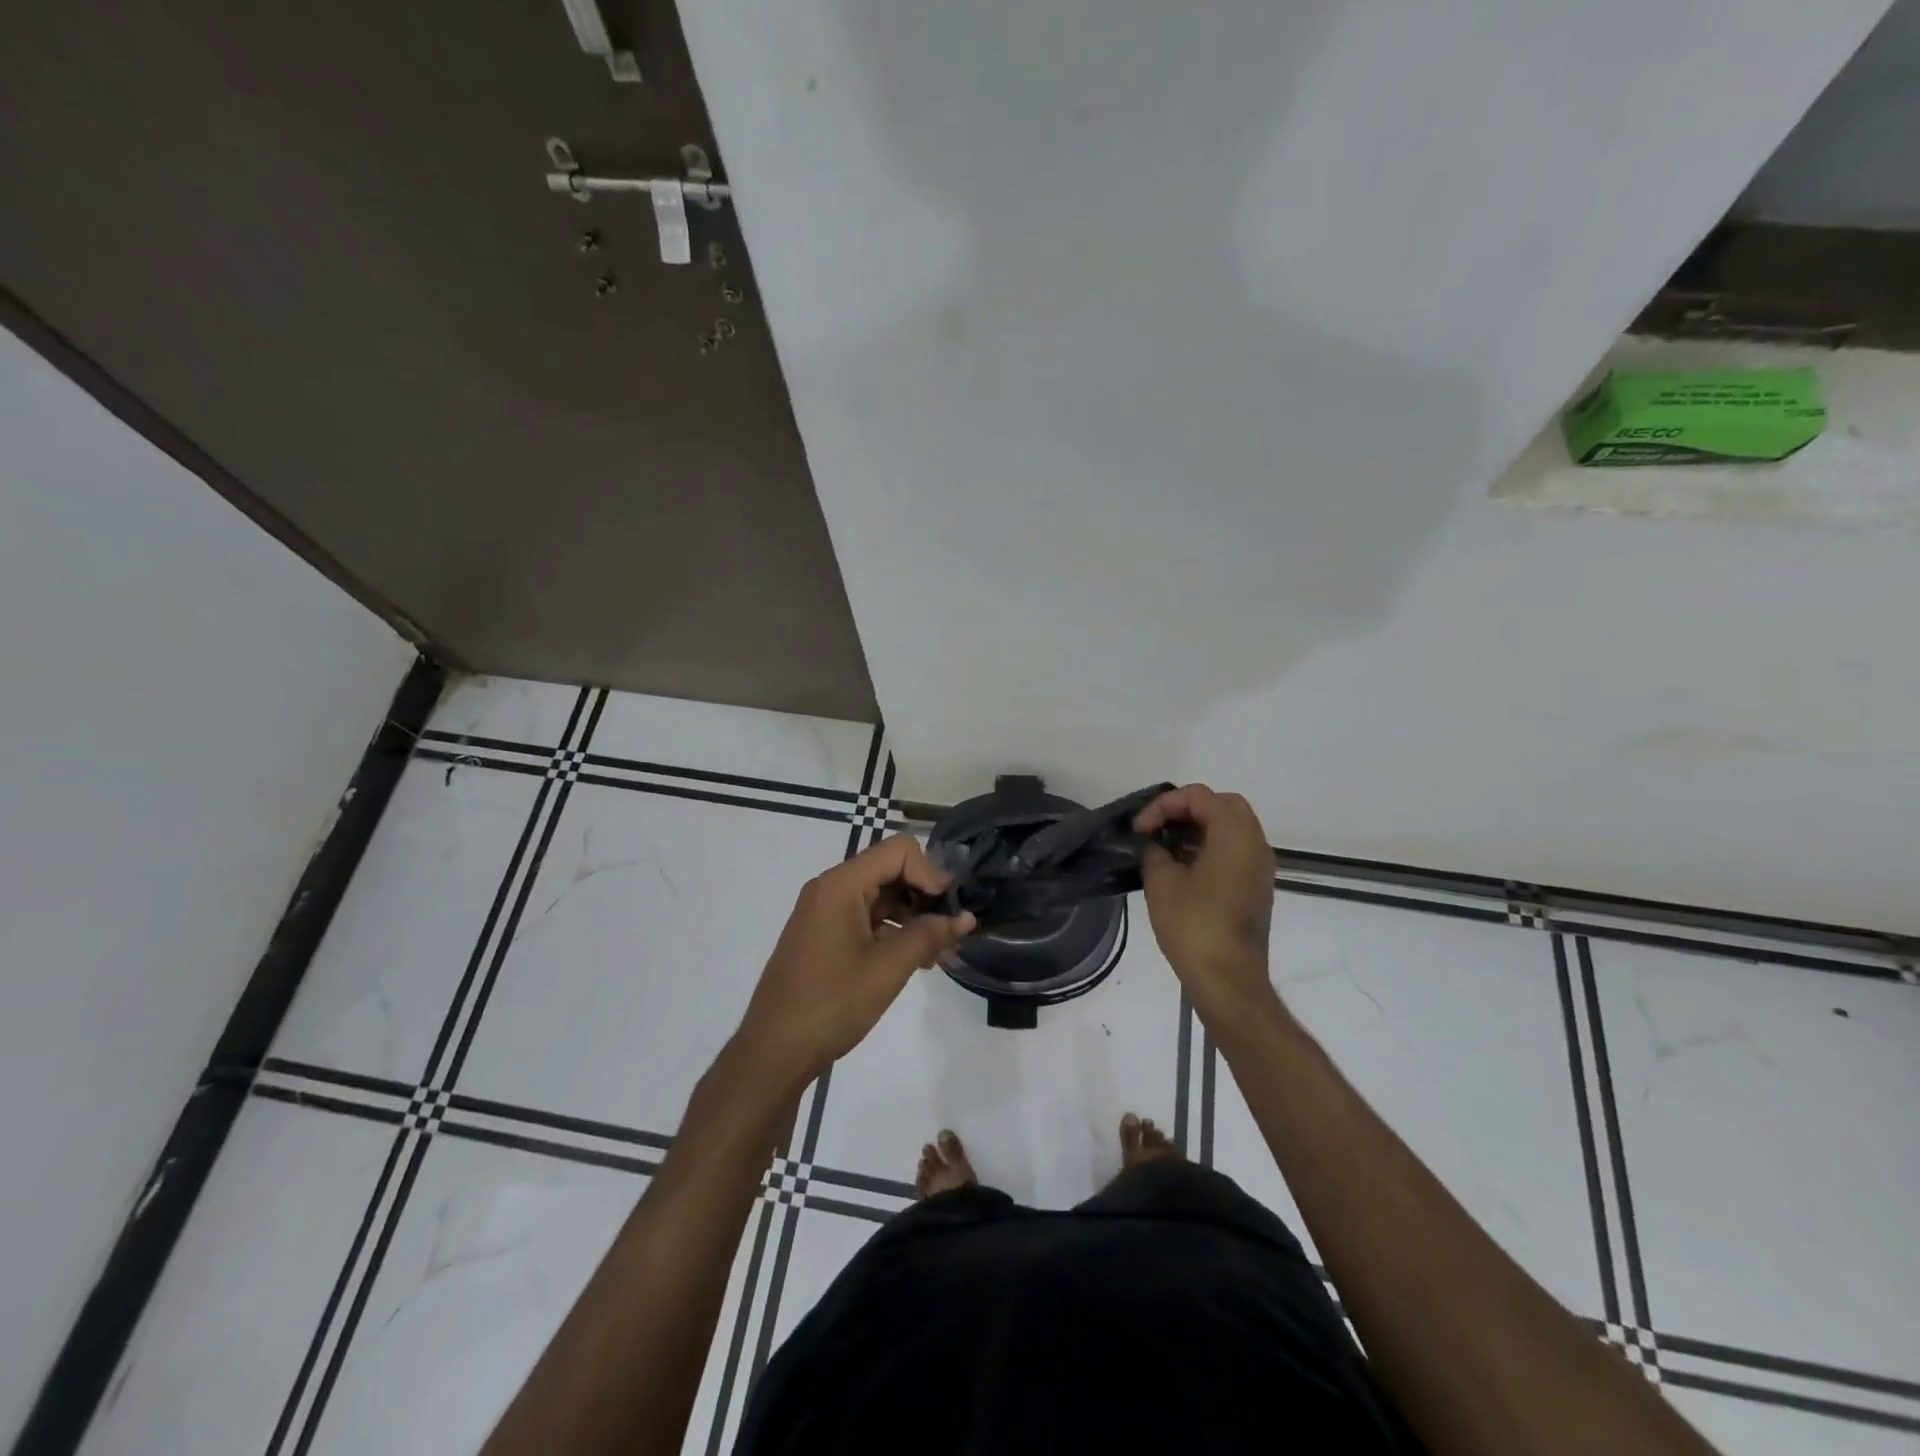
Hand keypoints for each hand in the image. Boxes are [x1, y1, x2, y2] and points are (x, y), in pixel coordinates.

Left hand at [737, 835, 974, 1084]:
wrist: (774, 1051)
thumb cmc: (832, 1004)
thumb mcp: (888, 968)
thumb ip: (930, 935)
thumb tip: (967, 917)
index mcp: (841, 884)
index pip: (899, 850)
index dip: (930, 873)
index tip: (949, 910)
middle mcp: (830, 888)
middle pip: (890, 869)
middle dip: (924, 895)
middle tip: (948, 933)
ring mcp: (824, 911)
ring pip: (880, 895)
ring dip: (911, 916)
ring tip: (934, 954)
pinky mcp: (823, 933)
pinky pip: (865, 916)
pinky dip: (891, 930)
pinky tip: (911, 960)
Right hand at [1135, 785, 1277, 1021]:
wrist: (1228, 980)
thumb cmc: (1194, 926)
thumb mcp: (1161, 882)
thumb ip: (1154, 851)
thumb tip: (1153, 845)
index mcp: (1235, 835)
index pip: (1199, 796)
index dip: (1164, 805)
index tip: (1140, 830)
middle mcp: (1255, 843)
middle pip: (1222, 804)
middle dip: (1186, 809)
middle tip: (1158, 827)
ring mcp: (1260, 866)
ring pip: (1232, 826)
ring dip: (1199, 827)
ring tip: (1166, 845)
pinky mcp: (1257, 886)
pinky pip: (1236, 849)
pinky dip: (1210, 845)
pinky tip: (1183, 866)